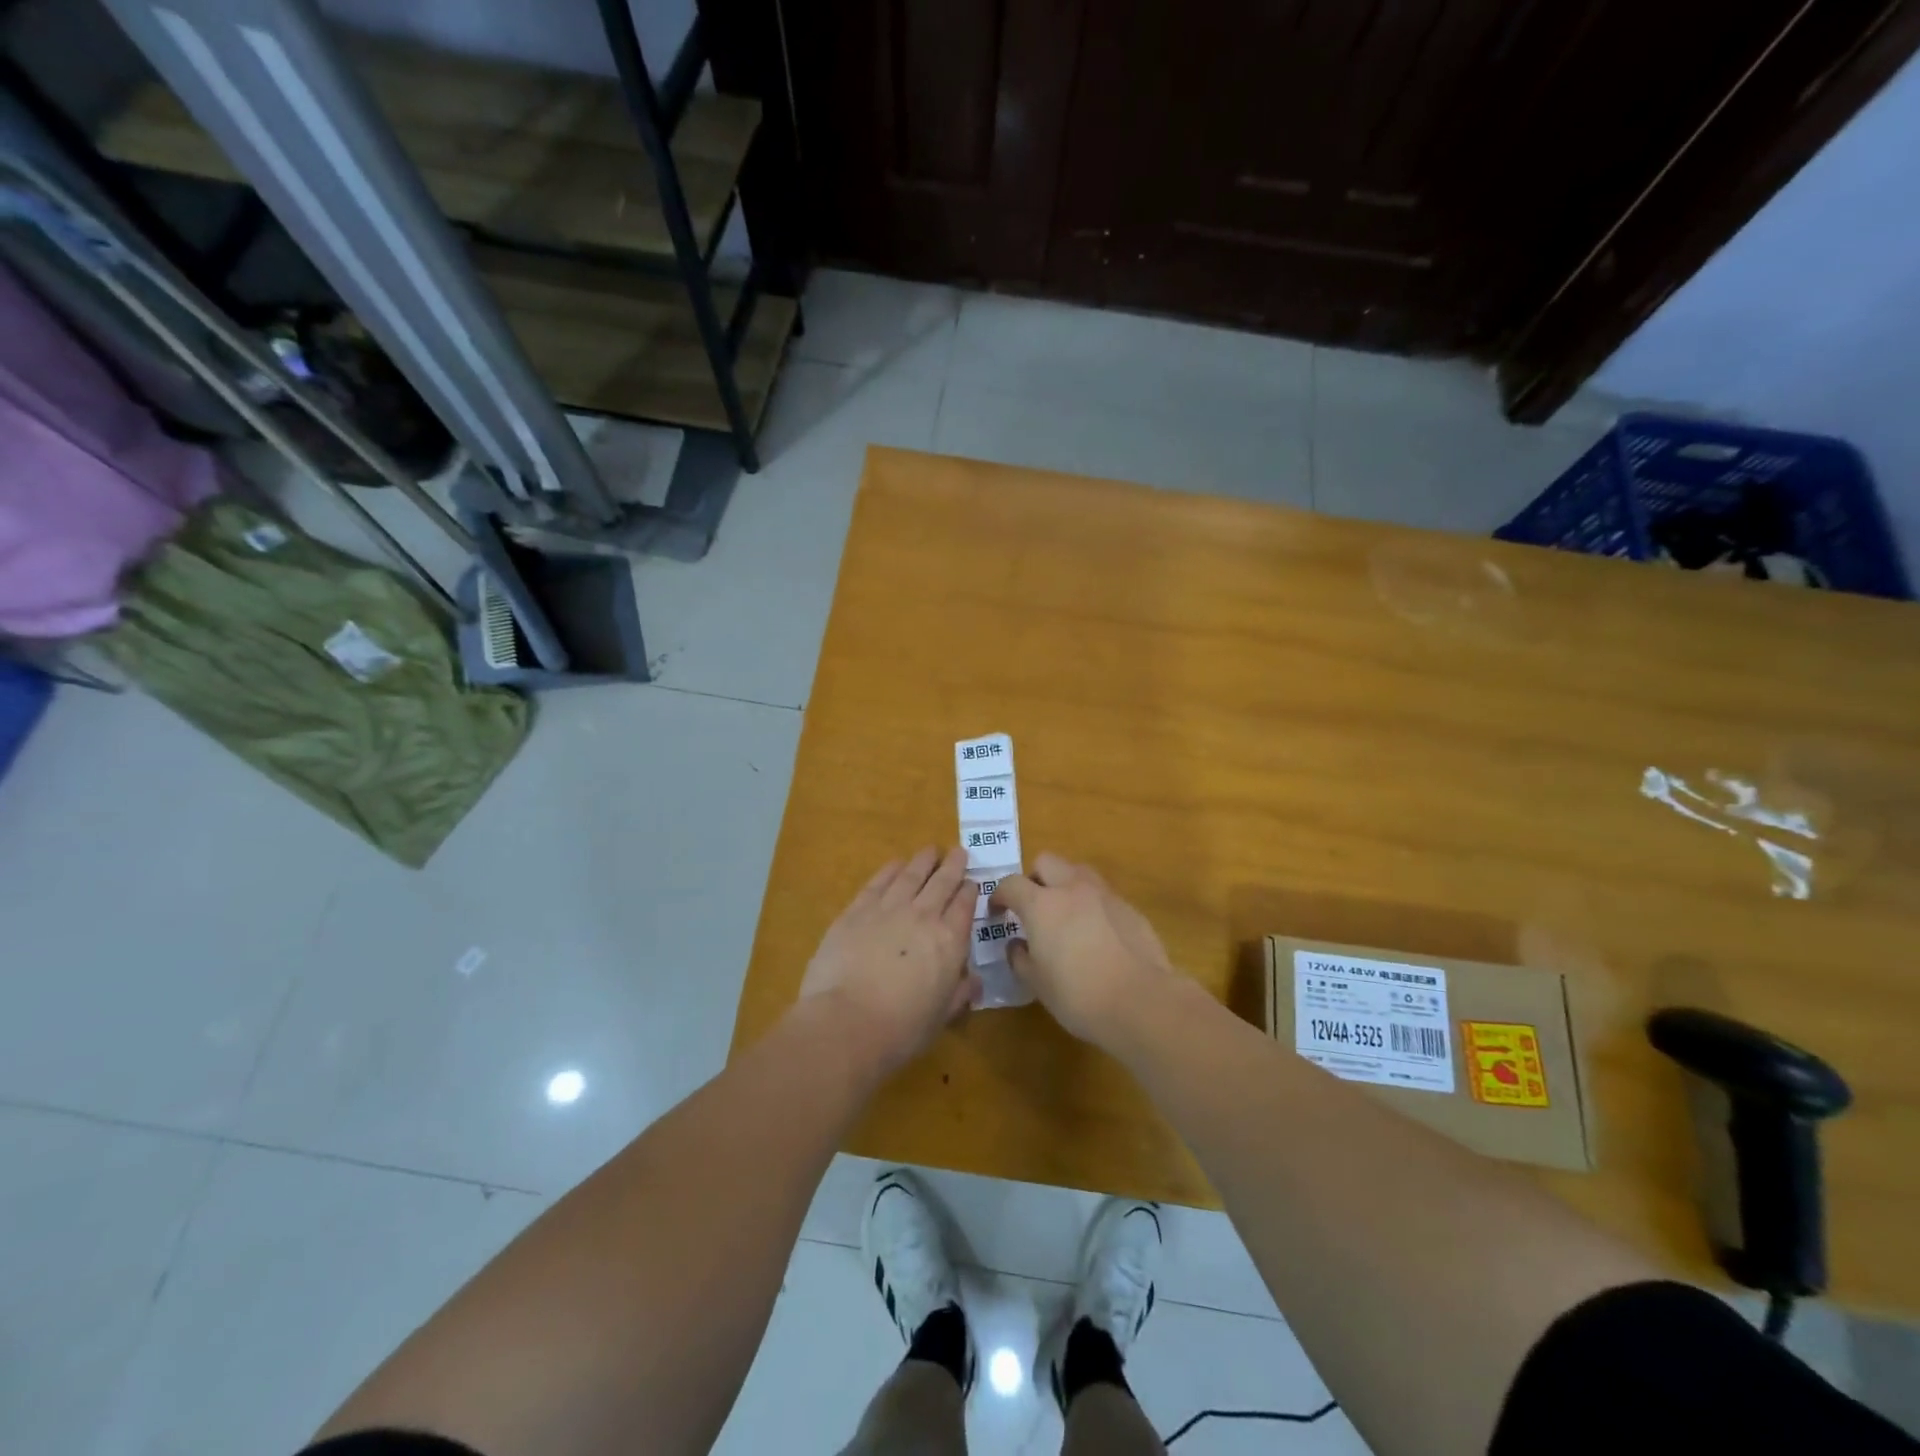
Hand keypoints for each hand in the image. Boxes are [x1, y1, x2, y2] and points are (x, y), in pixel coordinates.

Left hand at [799, 847, 978, 1073]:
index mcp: (949, 942)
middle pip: (942, 882)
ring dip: (923, 860)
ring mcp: (888, 909)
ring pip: (911, 875)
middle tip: (958, 852)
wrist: (847, 1022)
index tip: (971, 883)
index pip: (964, 906)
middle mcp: (923, 916)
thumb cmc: (900, 1029)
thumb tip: (974, 982)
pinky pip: (878, 882)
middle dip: (953, 865)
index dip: (969, 891)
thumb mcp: (940, 1017)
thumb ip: (959, 994)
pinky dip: (890, 869)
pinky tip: (896, 864)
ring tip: (931, 850)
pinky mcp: (856, 910)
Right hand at [990, 854, 1177, 1044]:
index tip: (998, 912)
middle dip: (1034, 878)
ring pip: (1078, 871)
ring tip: (1065, 914)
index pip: (1011, 884)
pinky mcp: (1130, 908)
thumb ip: (1020, 958)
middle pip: (1046, 862)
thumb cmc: (1078, 995)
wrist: (1140, 1002)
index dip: (1000, 895)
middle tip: (1033, 906)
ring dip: (1065, 884)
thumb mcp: (1036, 983)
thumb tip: (1017, 945)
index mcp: (1042, 905)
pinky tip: (1096, 934)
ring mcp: (1104, 895)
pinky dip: (1092, 904)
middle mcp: (1072, 889)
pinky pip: (1103, 895)